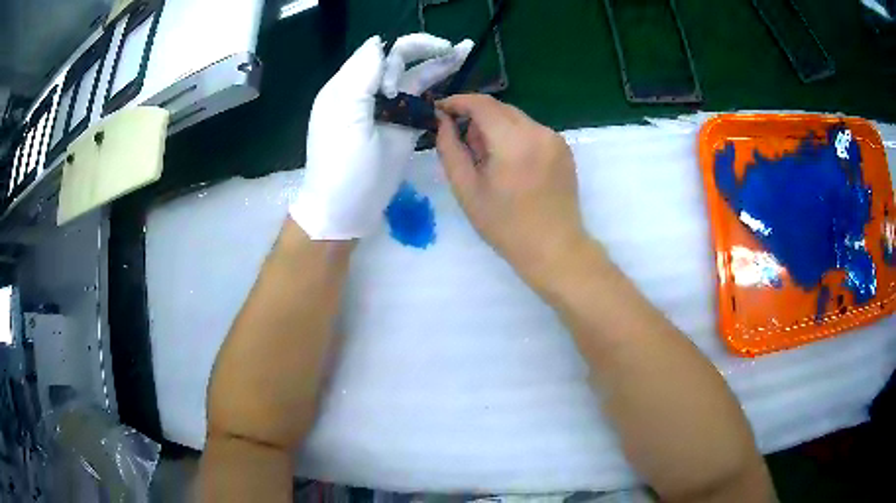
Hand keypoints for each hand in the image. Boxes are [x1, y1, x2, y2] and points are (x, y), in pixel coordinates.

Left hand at [290, 34, 472, 239]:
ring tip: (463, 53)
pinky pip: (416, 102)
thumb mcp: (347, 117)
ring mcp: (384, 110)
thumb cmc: (343, 167)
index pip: (381, 52)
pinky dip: (432, 91)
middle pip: (398, 62)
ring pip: (410, 80)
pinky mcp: (398, 127)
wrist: (345, 211)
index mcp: (349, 86)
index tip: (431, 59)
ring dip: (435, 66)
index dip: (407, 49)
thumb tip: (379, 44)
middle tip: (457, 50)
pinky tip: (450, 81)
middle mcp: (367, 92)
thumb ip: (362, 76)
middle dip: (426, 51)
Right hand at [436, 94, 587, 288]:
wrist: (555, 249)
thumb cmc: (506, 226)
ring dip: (495, 128)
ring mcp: (555, 138)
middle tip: (464, 146)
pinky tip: (511, 164)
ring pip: (515, 118)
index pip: (481, 104)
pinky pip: (531, 130)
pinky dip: (514, 136)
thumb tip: (443, 121)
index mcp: (514, 142)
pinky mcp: (564, 148)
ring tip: (488, 160)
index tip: (440, 110)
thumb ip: (450, 149)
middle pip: (499, 108)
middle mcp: (538, 131)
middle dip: (476, 117)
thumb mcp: (467, 190)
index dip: (457, 102)